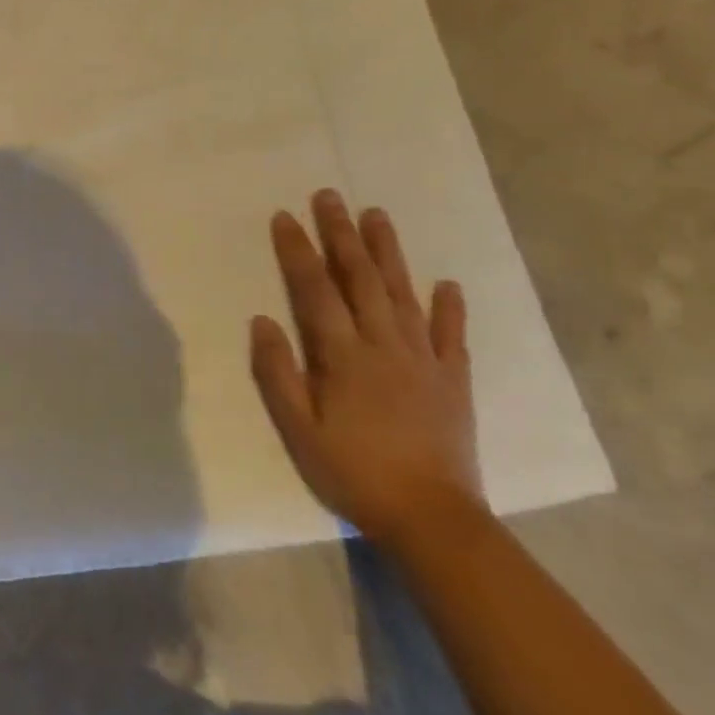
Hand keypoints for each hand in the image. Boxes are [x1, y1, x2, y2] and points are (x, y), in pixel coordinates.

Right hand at [249, 190, 486, 547]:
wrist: (432, 519)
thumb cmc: (353, 472)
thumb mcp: (298, 428)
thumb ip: (278, 372)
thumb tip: (262, 320)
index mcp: (344, 355)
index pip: (316, 289)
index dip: (298, 250)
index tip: (285, 216)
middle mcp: (384, 345)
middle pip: (361, 278)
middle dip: (341, 234)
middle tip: (330, 196)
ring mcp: (423, 359)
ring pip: (403, 293)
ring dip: (388, 252)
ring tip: (376, 215)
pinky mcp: (453, 379)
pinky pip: (451, 334)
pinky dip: (449, 306)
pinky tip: (446, 283)